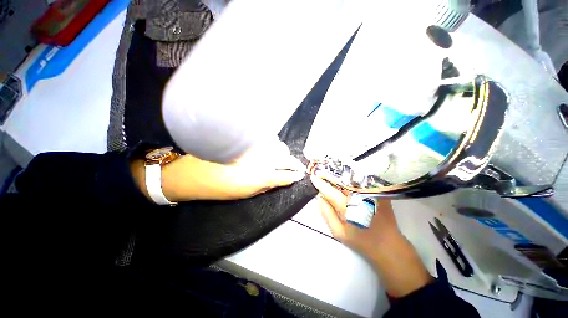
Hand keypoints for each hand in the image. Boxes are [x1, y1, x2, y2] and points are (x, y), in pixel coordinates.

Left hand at [132, 140, 305, 201]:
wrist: (193, 172)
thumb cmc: (218, 188)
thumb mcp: (244, 194)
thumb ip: (265, 186)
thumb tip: (280, 180)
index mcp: (260, 177)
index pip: (286, 176)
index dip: (295, 176)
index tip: (300, 175)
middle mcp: (261, 160)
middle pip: (287, 158)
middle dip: (294, 163)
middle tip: (296, 166)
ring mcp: (255, 147)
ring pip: (279, 146)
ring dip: (283, 153)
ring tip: (281, 157)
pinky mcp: (247, 139)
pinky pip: (267, 138)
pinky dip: (272, 143)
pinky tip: (269, 147)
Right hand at [310, 175, 432, 297]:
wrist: (388, 245)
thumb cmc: (361, 241)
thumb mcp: (338, 232)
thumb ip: (326, 213)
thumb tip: (320, 197)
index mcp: (349, 208)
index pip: (330, 191)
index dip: (321, 183)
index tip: (313, 177)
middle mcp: (361, 196)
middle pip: (341, 180)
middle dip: (329, 174)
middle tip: (319, 171)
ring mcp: (371, 192)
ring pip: (351, 178)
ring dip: (339, 174)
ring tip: (329, 172)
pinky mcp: (379, 192)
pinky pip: (361, 180)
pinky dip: (351, 176)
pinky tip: (344, 175)